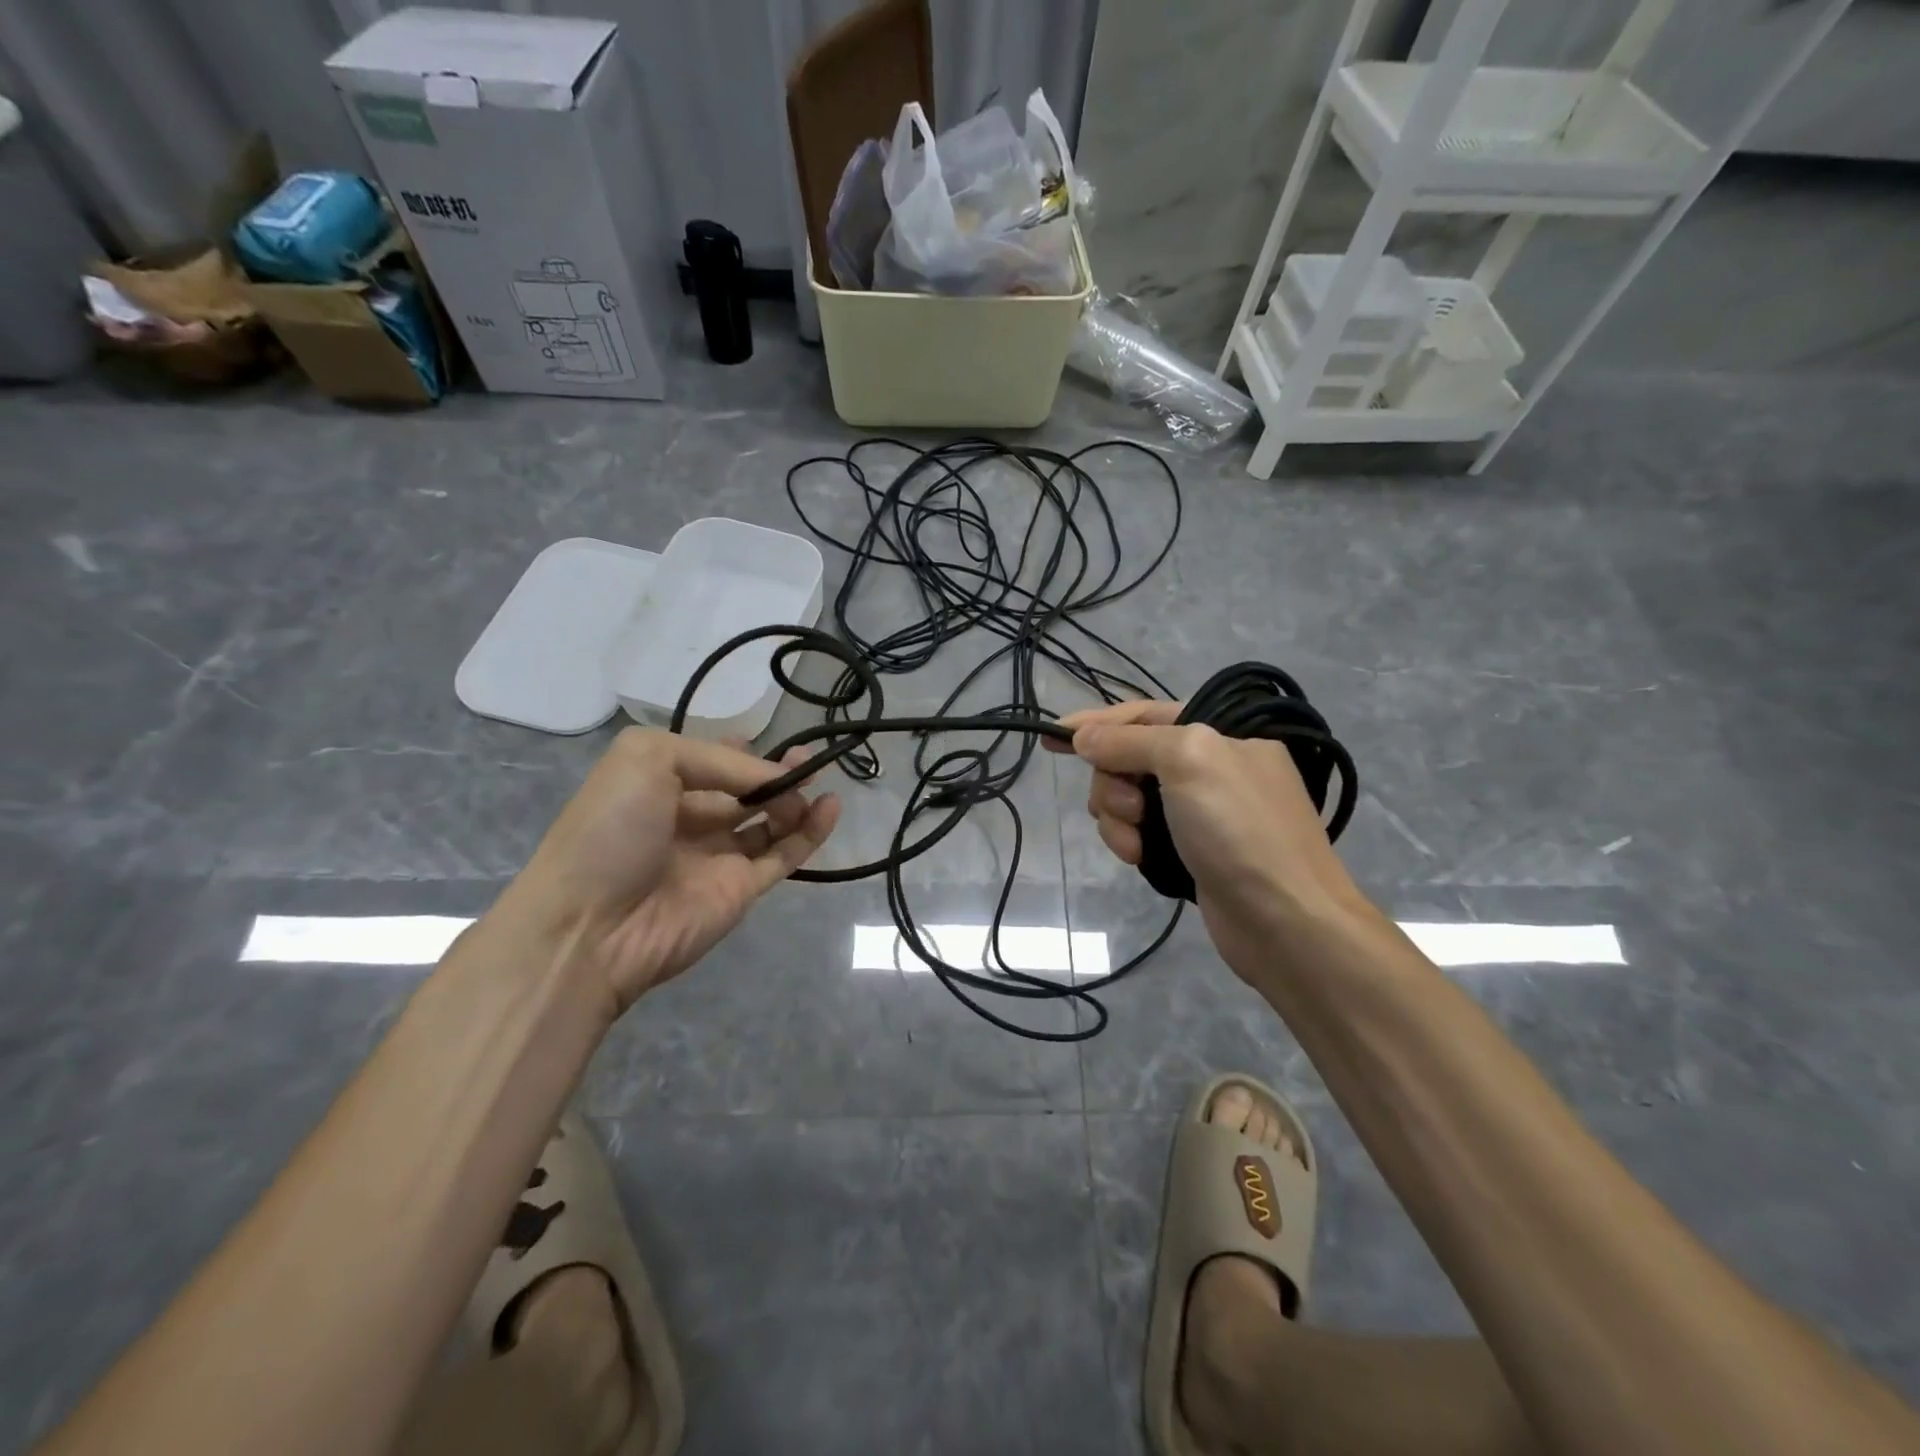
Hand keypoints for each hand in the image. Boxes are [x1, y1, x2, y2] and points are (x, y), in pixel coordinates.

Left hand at [507, 728, 839, 1014]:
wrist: (590, 928)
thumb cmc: (611, 831)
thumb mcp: (648, 760)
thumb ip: (718, 760)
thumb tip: (772, 779)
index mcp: (658, 787)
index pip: (709, 763)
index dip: (740, 752)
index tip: (767, 741)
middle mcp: (690, 819)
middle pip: (745, 791)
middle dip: (775, 773)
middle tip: (805, 761)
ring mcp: (718, 857)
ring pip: (770, 822)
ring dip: (796, 798)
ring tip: (816, 779)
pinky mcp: (743, 890)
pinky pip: (784, 854)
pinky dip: (812, 832)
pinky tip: (831, 806)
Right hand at [1044, 700, 1360, 970]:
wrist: (1285, 921)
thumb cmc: (1239, 829)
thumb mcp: (1188, 761)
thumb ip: (1130, 741)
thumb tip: (1083, 737)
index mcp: (1220, 733)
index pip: (1144, 714)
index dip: (1096, 722)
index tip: (1052, 736)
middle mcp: (1210, 766)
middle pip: (1129, 758)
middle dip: (1114, 782)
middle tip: (1130, 810)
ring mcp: (1200, 812)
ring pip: (1129, 798)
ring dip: (1118, 817)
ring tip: (1134, 845)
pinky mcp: (1190, 850)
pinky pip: (1140, 831)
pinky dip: (1130, 841)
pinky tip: (1138, 859)